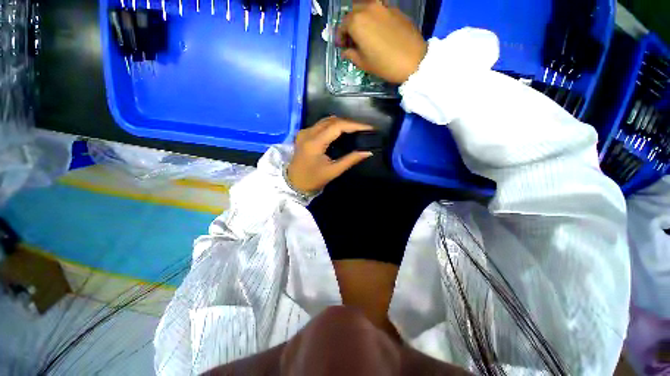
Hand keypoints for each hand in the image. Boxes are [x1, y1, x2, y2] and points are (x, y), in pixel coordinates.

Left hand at [287, 116, 373, 193]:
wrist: (293, 183)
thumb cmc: (313, 180)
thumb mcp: (333, 171)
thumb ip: (350, 160)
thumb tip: (368, 152)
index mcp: (314, 142)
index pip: (337, 126)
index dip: (354, 125)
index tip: (369, 128)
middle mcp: (308, 132)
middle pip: (332, 120)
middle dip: (350, 122)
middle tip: (364, 129)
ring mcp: (304, 132)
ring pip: (326, 120)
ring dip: (342, 122)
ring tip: (356, 129)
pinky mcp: (304, 134)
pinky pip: (321, 124)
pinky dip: (333, 125)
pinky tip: (342, 131)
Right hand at [336, 2, 426, 83]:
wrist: (413, 60)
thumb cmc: (384, 64)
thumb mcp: (363, 63)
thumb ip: (351, 54)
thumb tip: (345, 51)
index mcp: (357, 22)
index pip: (342, 25)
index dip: (340, 37)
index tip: (341, 46)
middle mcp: (368, 8)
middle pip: (353, 13)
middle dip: (349, 26)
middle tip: (351, 40)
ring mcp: (383, 6)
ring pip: (366, 8)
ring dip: (361, 19)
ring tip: (364, 33)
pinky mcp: (395, 9)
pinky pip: (379, 9)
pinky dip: (374, 17)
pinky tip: (377, 30)